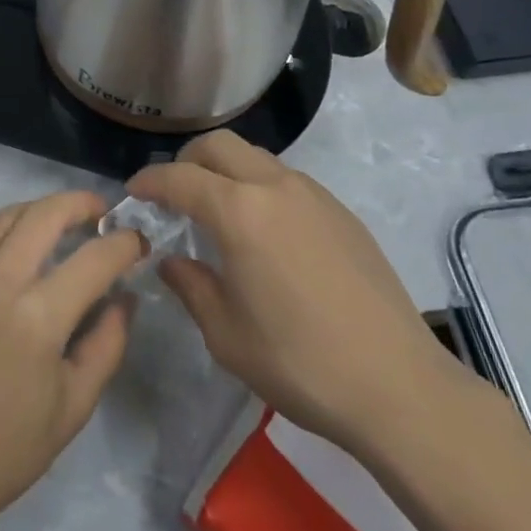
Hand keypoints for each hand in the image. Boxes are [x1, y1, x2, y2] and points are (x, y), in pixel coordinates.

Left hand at [0, 192, 145, 530]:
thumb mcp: (74, 405)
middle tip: (101, 213)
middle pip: (45, 215)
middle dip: (81, 204)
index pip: (94, 260)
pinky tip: (11, 233)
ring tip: (60, 221)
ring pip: (6, 215)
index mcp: (37, 320)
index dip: (125, 245)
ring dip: (40, 209)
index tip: (138, 243)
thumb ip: (107, 342)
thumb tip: (124, 296)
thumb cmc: (6, 448)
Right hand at [130, 132, 476, 462]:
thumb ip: (191, 286)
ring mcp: (314, 195)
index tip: (133, 194)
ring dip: (226, 171)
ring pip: (256, 157)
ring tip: (218, 213)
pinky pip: (287, 180)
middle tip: (173, 195)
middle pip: (219, 145)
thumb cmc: (299, 362)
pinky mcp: (342, 213)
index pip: (180, 177)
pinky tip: (264, 233)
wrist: (397, 385)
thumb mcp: (226, 333)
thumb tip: (171, 261)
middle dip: (186, 161)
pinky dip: (260, 187)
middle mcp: (275, 187)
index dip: (149, 181)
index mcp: (239, 212)